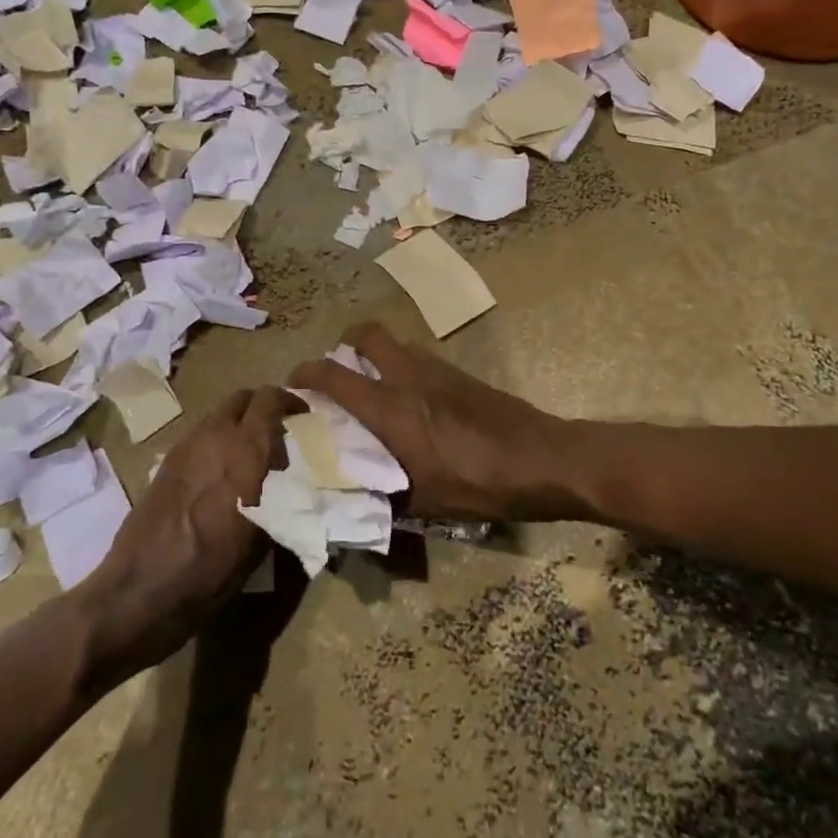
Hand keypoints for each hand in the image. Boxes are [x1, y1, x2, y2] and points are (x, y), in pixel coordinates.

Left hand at [78, 386, 299, 683]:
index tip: (302, 416)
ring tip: (248, 455)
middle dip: (262, 407)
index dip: (289, 401)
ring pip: (219, 415)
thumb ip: (283, 499)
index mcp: (247, 447)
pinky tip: (219, 474)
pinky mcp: (166, 461)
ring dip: (237, 424)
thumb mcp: (264, 538)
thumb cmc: (214, 567)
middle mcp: (216, 434)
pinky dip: (215, 441)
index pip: (271, 398)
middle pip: (243, 398)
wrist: (144, 587)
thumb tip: (294, 487)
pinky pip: (200, 436)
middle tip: (276, 432)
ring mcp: (186, 444)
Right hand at [287, 323, 581, 523]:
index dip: (305, 374)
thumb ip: (385, 496)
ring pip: (395, 342)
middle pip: (365, 333)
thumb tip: (357, 500)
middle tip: (338, 370)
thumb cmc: (480, 484)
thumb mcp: (424, 504)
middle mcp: (408, 377)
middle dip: (344, 343)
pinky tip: (413, 400)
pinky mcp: (460, 374)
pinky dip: (404, 366)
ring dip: (376, 354)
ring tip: (374, 386)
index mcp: (390, 408)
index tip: (293, 384)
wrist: (544, 459)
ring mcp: (437, 369)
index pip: (334, 375)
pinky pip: (419, 356)